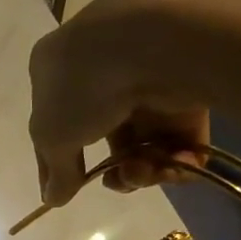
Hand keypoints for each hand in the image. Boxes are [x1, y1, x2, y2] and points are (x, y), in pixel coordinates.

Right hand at [28, 0, 219, 204]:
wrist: (155, 42)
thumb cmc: (84, 86)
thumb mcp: (53, 137)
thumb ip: (55, 172)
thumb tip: (52, 198)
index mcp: (58, 67)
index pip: (53, 123)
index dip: (57, 164)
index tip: (64, 194)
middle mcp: (103, 66)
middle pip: (107, 136)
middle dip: (115, 170)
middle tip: (119, 180)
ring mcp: (148, 74)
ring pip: (145, 139)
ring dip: (144, 169)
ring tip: (146, 171)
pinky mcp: (188, 83)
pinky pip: (181, 133)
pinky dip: (179, 157)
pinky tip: (177, 165)